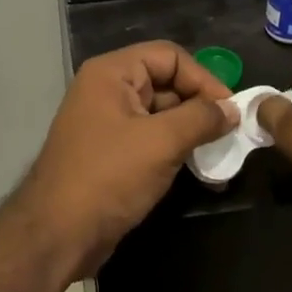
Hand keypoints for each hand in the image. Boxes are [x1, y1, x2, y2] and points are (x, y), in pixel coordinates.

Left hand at [14, 42, 235, 279]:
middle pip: (166, 83)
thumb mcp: (162, 142)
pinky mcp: (111, 154)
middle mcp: (107, 91)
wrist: (58, 235)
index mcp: (111, 74)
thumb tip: (232, 109)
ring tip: (220, 154)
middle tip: (229, 134)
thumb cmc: (109, 177)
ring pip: (161, 114)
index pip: (169, 56)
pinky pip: (151, 140)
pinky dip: (176, 149)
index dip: (203, 79)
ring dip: (191, 131)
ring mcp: (107, 124)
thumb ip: (201, 118)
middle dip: (200, 106)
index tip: (230, 110)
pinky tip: (199, 170)